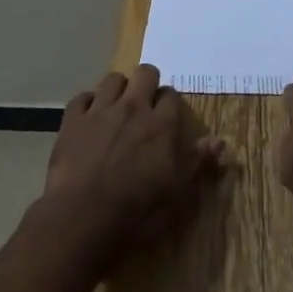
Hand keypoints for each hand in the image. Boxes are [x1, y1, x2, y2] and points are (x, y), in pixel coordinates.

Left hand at [41, 65, 225, 264]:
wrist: (82, 218)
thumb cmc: (137, 210)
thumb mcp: (177, 193)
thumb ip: (198, 162)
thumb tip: (220, 141)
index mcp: (161, 124)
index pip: (171, 95)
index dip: (169, 103)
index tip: (167, 117)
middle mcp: (133, 108)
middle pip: (145, 73)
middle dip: (147, 83)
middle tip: (144, 105)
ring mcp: (100, 111)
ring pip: (113, 79)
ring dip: (118, 89)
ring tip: (117, 108)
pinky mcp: (73, 120)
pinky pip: (82, 97)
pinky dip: (87, 103)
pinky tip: (89, 118)